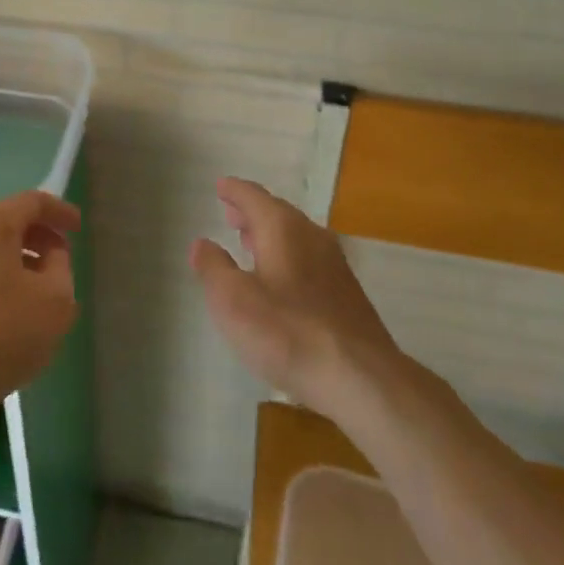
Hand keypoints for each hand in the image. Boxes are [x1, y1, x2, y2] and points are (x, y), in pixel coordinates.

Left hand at [0, 191, 80, 437]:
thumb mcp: (54, 302)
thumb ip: (61, 268)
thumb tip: (51, 256)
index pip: (32, 202)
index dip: (60, 212)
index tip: (78, 228)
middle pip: (6, 222)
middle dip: (37, 238)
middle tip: (59, 261)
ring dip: (13, 261)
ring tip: (34, 291)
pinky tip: (3, 312)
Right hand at [190, 178, 433, 427]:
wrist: (360, 378)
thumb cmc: (286, 332)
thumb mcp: (232, 300)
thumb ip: (213, 267)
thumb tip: (202, 243)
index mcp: (282, 228)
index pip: (253, 196)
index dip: (234, 191)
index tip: (220, 186)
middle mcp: (311, 236)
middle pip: (277, 213)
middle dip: (252, 211)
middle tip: (230, 213)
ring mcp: (334, 264)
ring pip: (295, 236)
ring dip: (270, 235)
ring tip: (250, 242)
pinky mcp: (346, 293)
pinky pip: (308, 259)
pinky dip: (287, 256)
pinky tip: (280, 278)